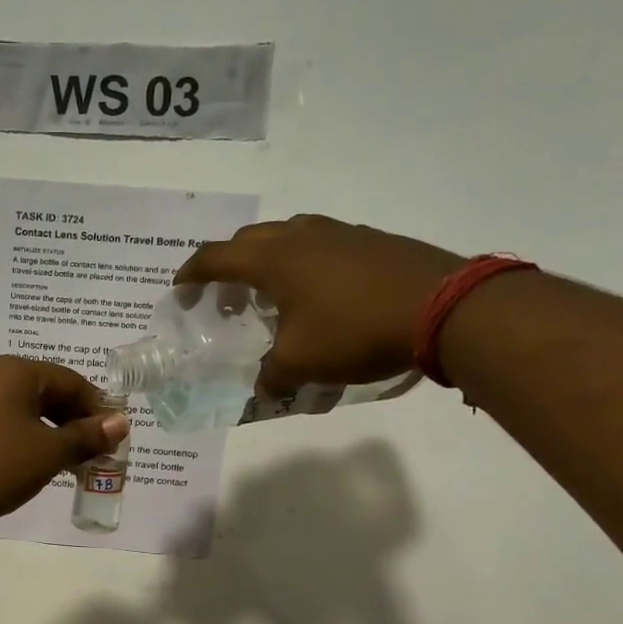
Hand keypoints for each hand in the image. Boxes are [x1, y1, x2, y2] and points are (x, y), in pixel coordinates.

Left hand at [0, 357, 128, 530]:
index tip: (114, 440)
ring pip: (23, 411)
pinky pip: (0, 424)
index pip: (72, 381)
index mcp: (16, 371)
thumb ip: (85, 437)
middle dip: (74, 424)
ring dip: (49, 434)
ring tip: (65, 466)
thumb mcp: (46, 453)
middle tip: (93, 456)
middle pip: (47, 393)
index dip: (98, 410)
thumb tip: (121, 422)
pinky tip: (27, 467)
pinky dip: (22, 440)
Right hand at [172, 215, 461, 393]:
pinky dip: (304, 264)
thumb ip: (272, 376)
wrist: (443, 307)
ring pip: (288, 237)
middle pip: (249, 239)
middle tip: (225, 297)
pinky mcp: (371, 241)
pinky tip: (319, 295)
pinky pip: (321, 245)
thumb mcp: (301, 363)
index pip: (216, 257)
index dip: (192, 273)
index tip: (179, 289)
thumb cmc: (355, 330)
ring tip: (271, 295)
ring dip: (268, 261)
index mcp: (273, 259)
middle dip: (228, 264)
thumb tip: (263, 390)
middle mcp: (301, 236)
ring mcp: (340, 233)